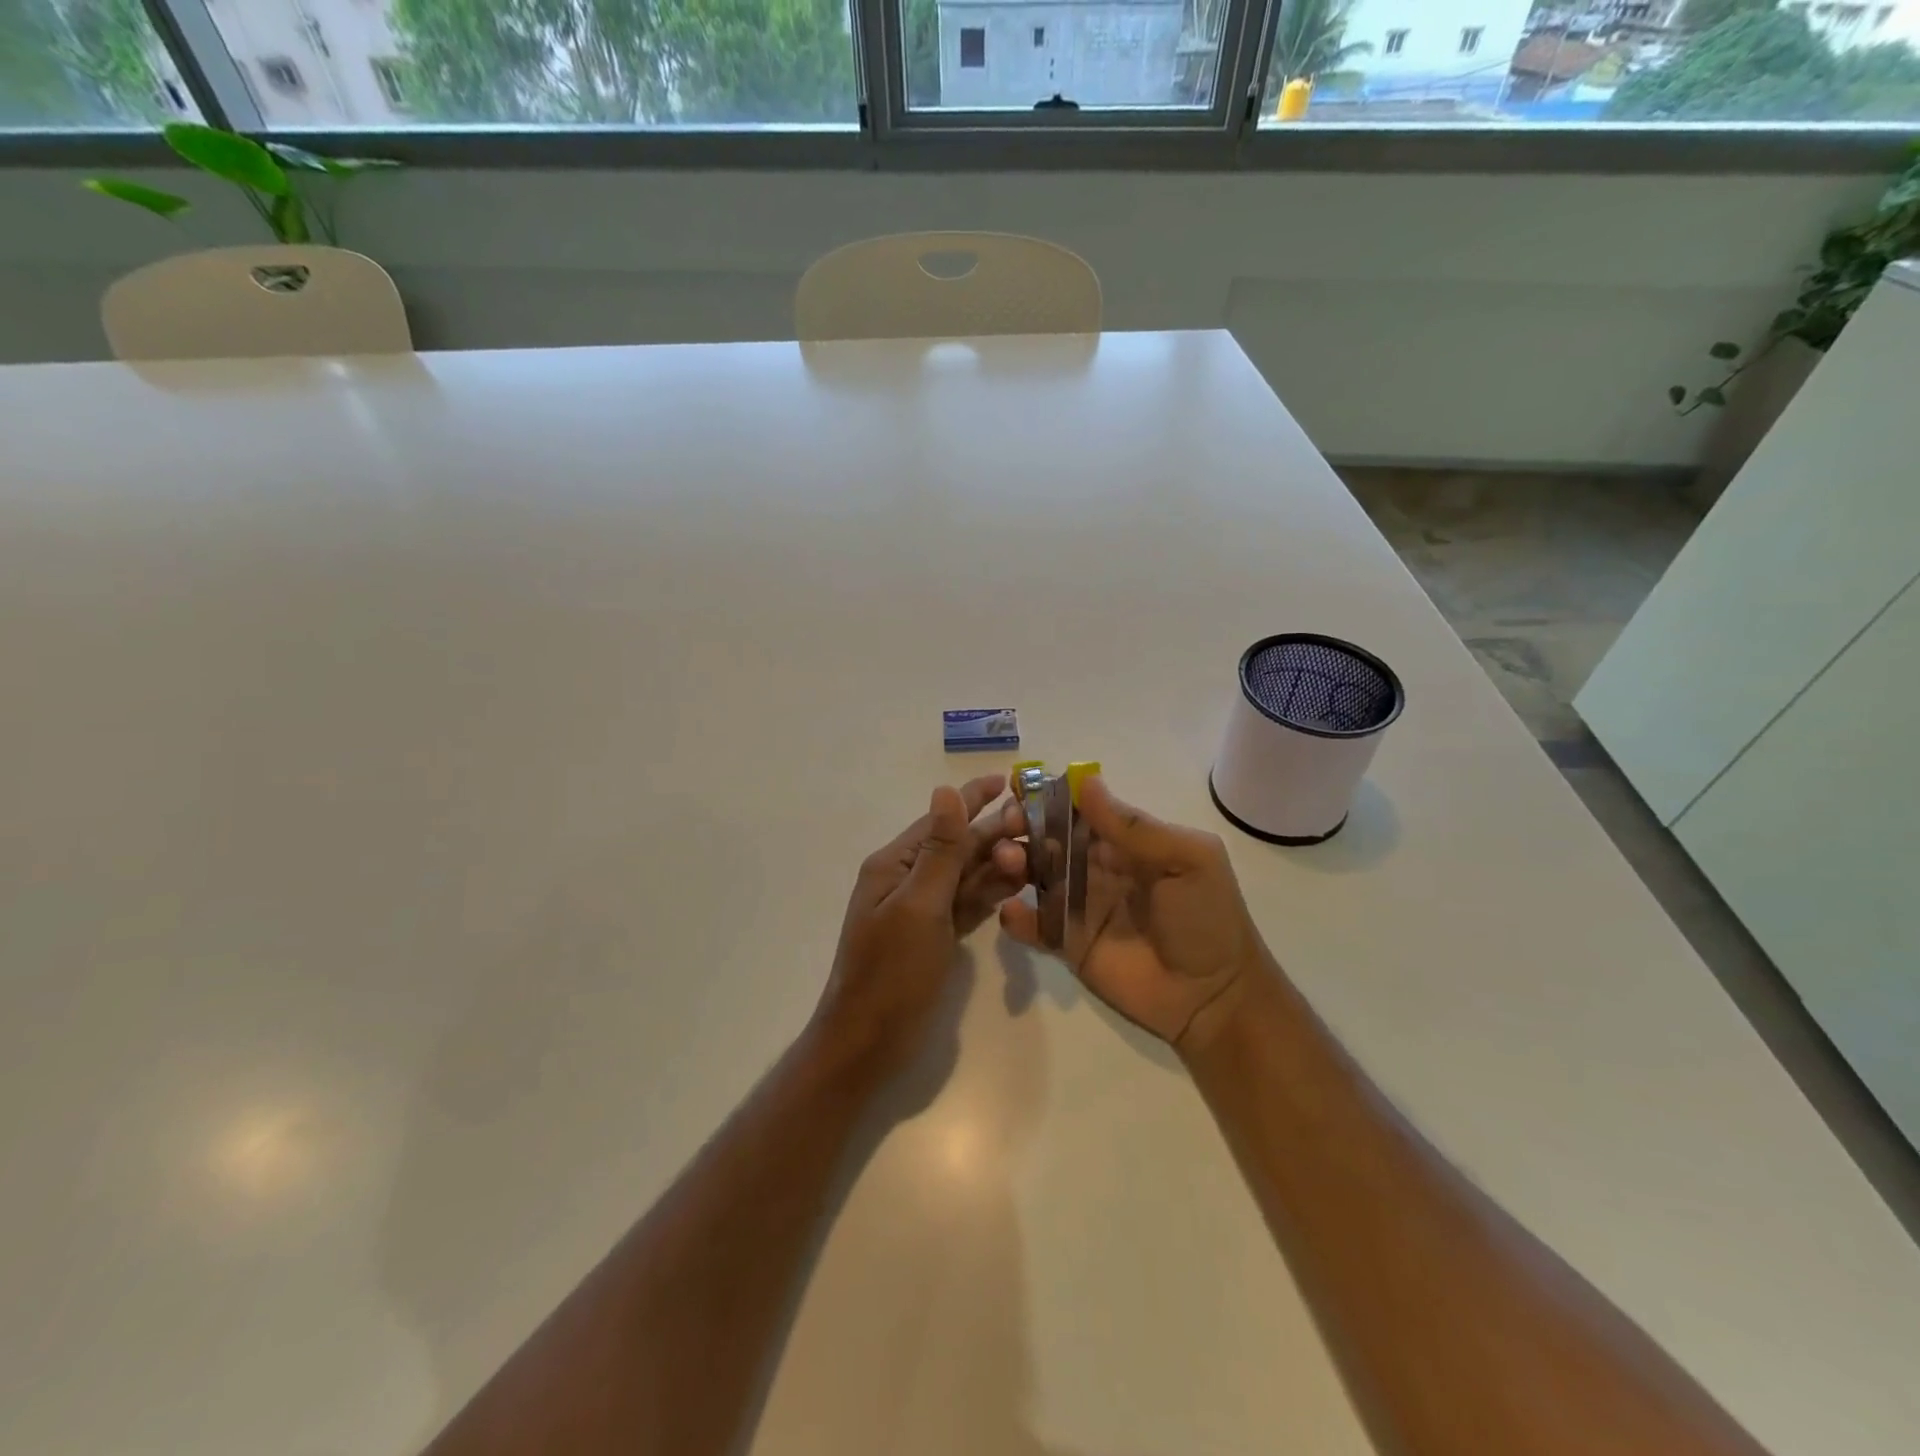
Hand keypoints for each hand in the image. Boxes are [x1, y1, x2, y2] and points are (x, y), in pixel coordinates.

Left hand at [812, 774, 1025, 1074]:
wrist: (869, 1043)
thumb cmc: (891, 972)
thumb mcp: (919, 906)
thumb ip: (940, 851)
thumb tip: (945, 790)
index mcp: (895, 865)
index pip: (941, 821)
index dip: (974, 799)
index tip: (1008, 779)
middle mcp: (909, 880)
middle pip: (959, 847)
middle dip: (996, 835)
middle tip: (1039, 826)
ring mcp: (924, 910)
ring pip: (968, 876)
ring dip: (998, 865)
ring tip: (1037, 855)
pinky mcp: (937, 936)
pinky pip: (969, 904)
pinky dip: (992, 894)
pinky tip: (1021, 884)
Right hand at [998, 775, 1267, 1048]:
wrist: (1214, 997)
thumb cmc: (1206, 919)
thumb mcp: (1188, 861)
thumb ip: (1136, 827)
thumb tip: (1087, 782)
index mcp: (1124, 842)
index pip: (1079, 809)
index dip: (1050, 796)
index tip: (1019, 785)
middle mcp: (1095, 867)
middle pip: (1049, 838)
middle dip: (1023, 826)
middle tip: (1008, 824)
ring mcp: (1078, 905)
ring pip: (1034, 875)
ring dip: (1014, 862)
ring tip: (1008, 862)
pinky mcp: (1066, 943)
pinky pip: (1034, 925)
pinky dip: (1016, 916)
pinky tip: (1013, 912)